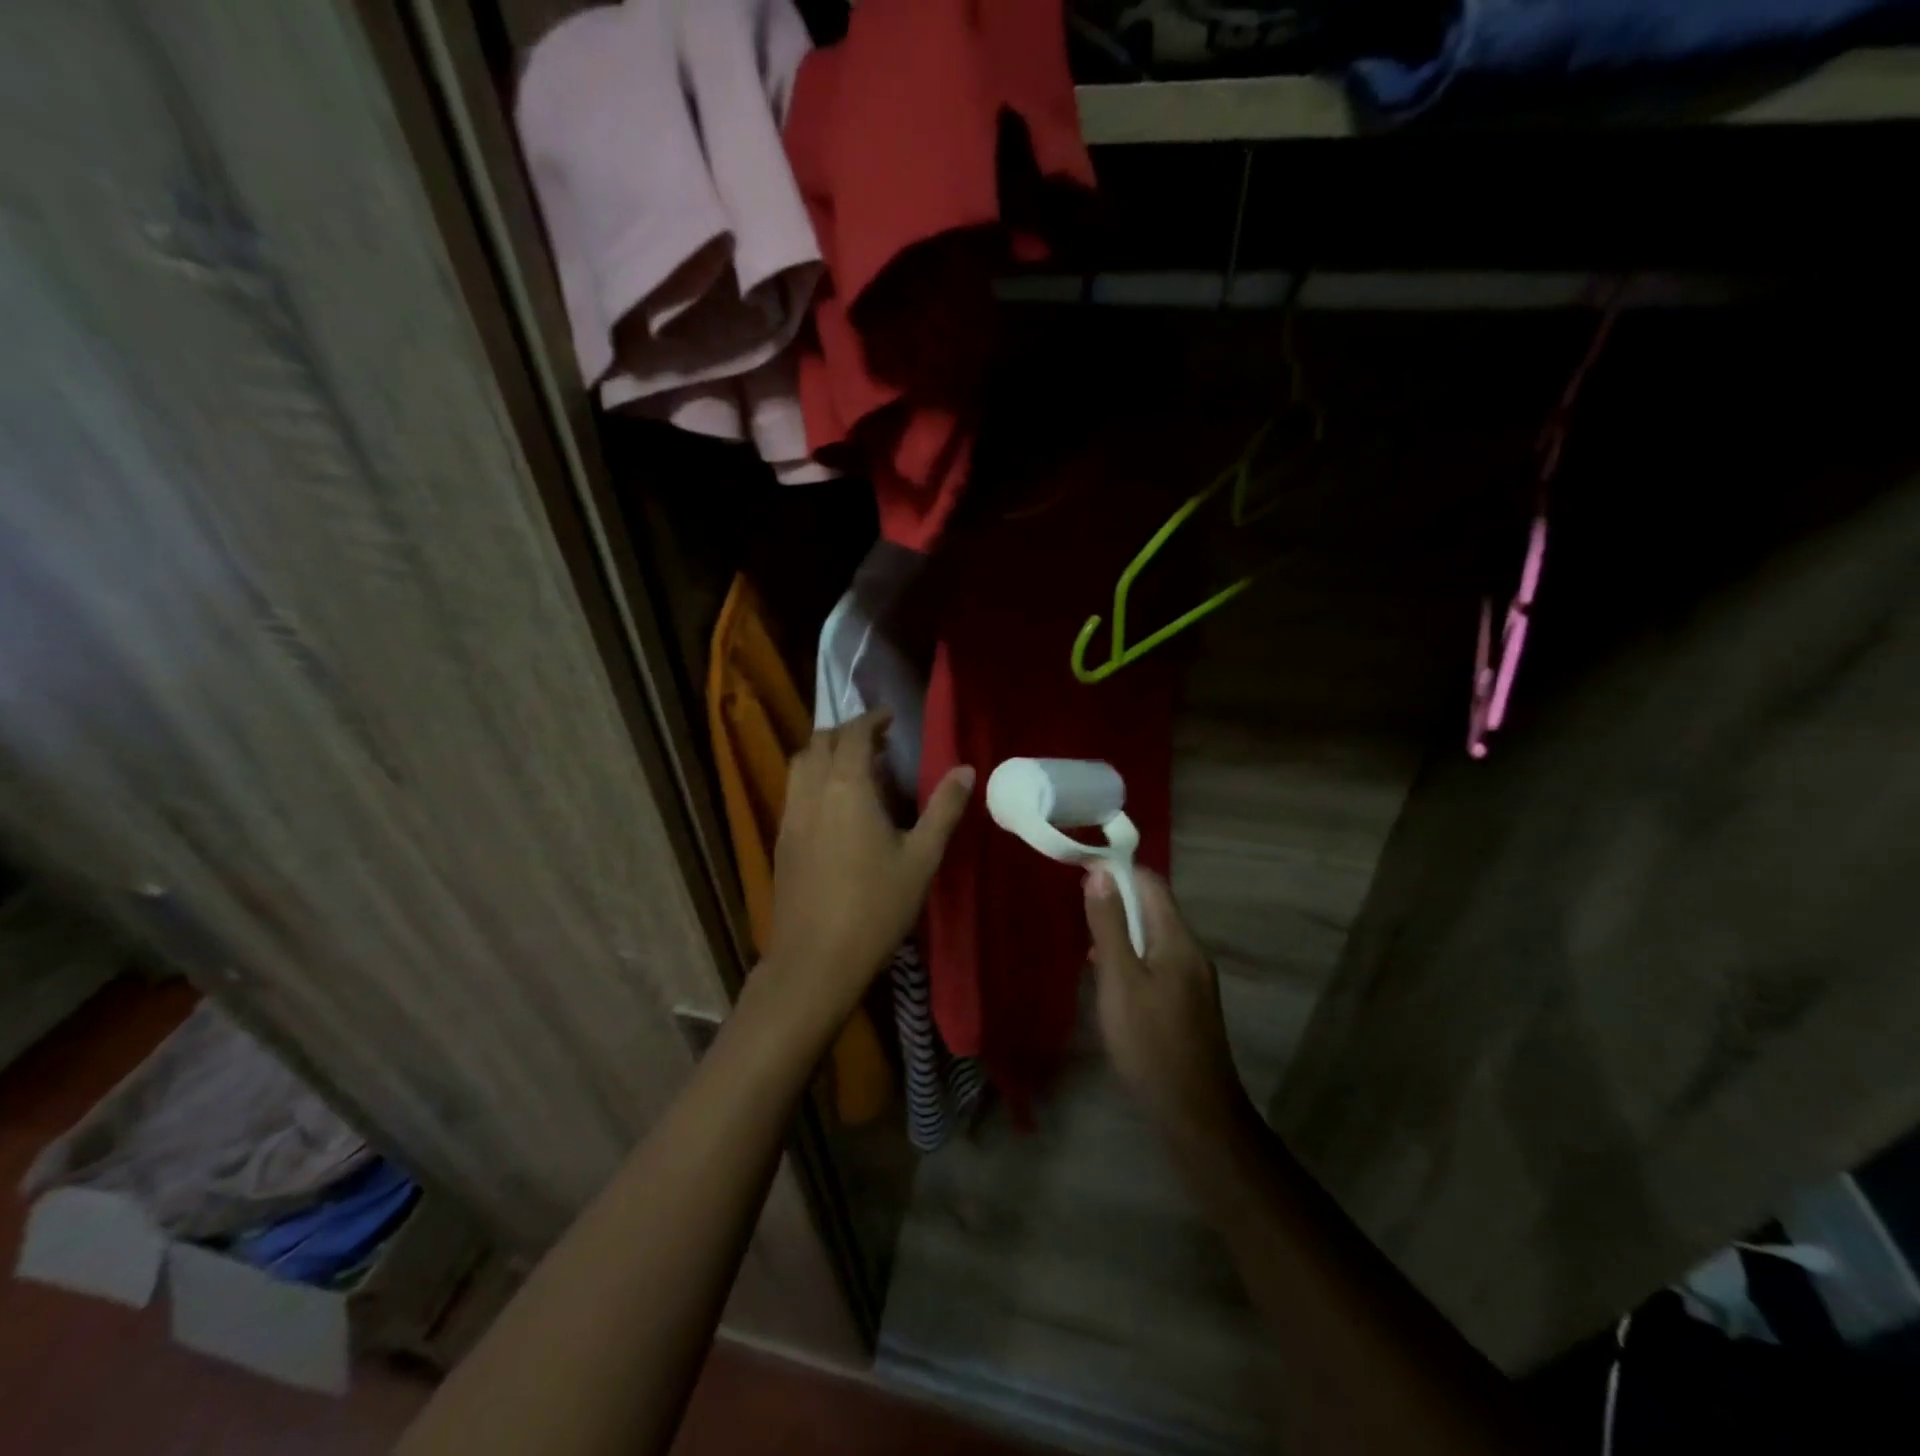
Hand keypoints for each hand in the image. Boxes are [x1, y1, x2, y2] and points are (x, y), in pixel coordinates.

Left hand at [762, 712, 972, 1029]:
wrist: (816, 960)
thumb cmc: (876, 907)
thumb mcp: (922, 858)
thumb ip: (944, 809)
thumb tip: (967, 770)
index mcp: (847, 787)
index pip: (853, 734)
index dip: (871, 719)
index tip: (890, 718)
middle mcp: (812, 791)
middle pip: (819, 741)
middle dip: (845, 732)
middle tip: (876, 741)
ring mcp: (790, 816)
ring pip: (800, 764)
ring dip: (824, 753)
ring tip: (855, 767)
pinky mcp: (781, 840)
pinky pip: (794, 790)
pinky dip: (813, 779)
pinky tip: (835, 805)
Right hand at [1085, 866, 1251, 1138]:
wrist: (1196, 1114)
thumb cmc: (1150, 1043)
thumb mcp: (1120, 980)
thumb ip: (1109, 925)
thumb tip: (1099, 871)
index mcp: (1178, 939)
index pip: (1151, 883)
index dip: (1117, 870)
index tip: (1080, 870)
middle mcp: (1192, 951)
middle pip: (1154, 908)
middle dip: (1117, 900)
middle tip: (1077, 909)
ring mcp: (1194, 979)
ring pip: (1154, 937)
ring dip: (1122, 931)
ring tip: (1087, 943)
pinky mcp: (1189, 1003)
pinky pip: (1159, 962)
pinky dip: (1133, 957)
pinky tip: (1110, 978)